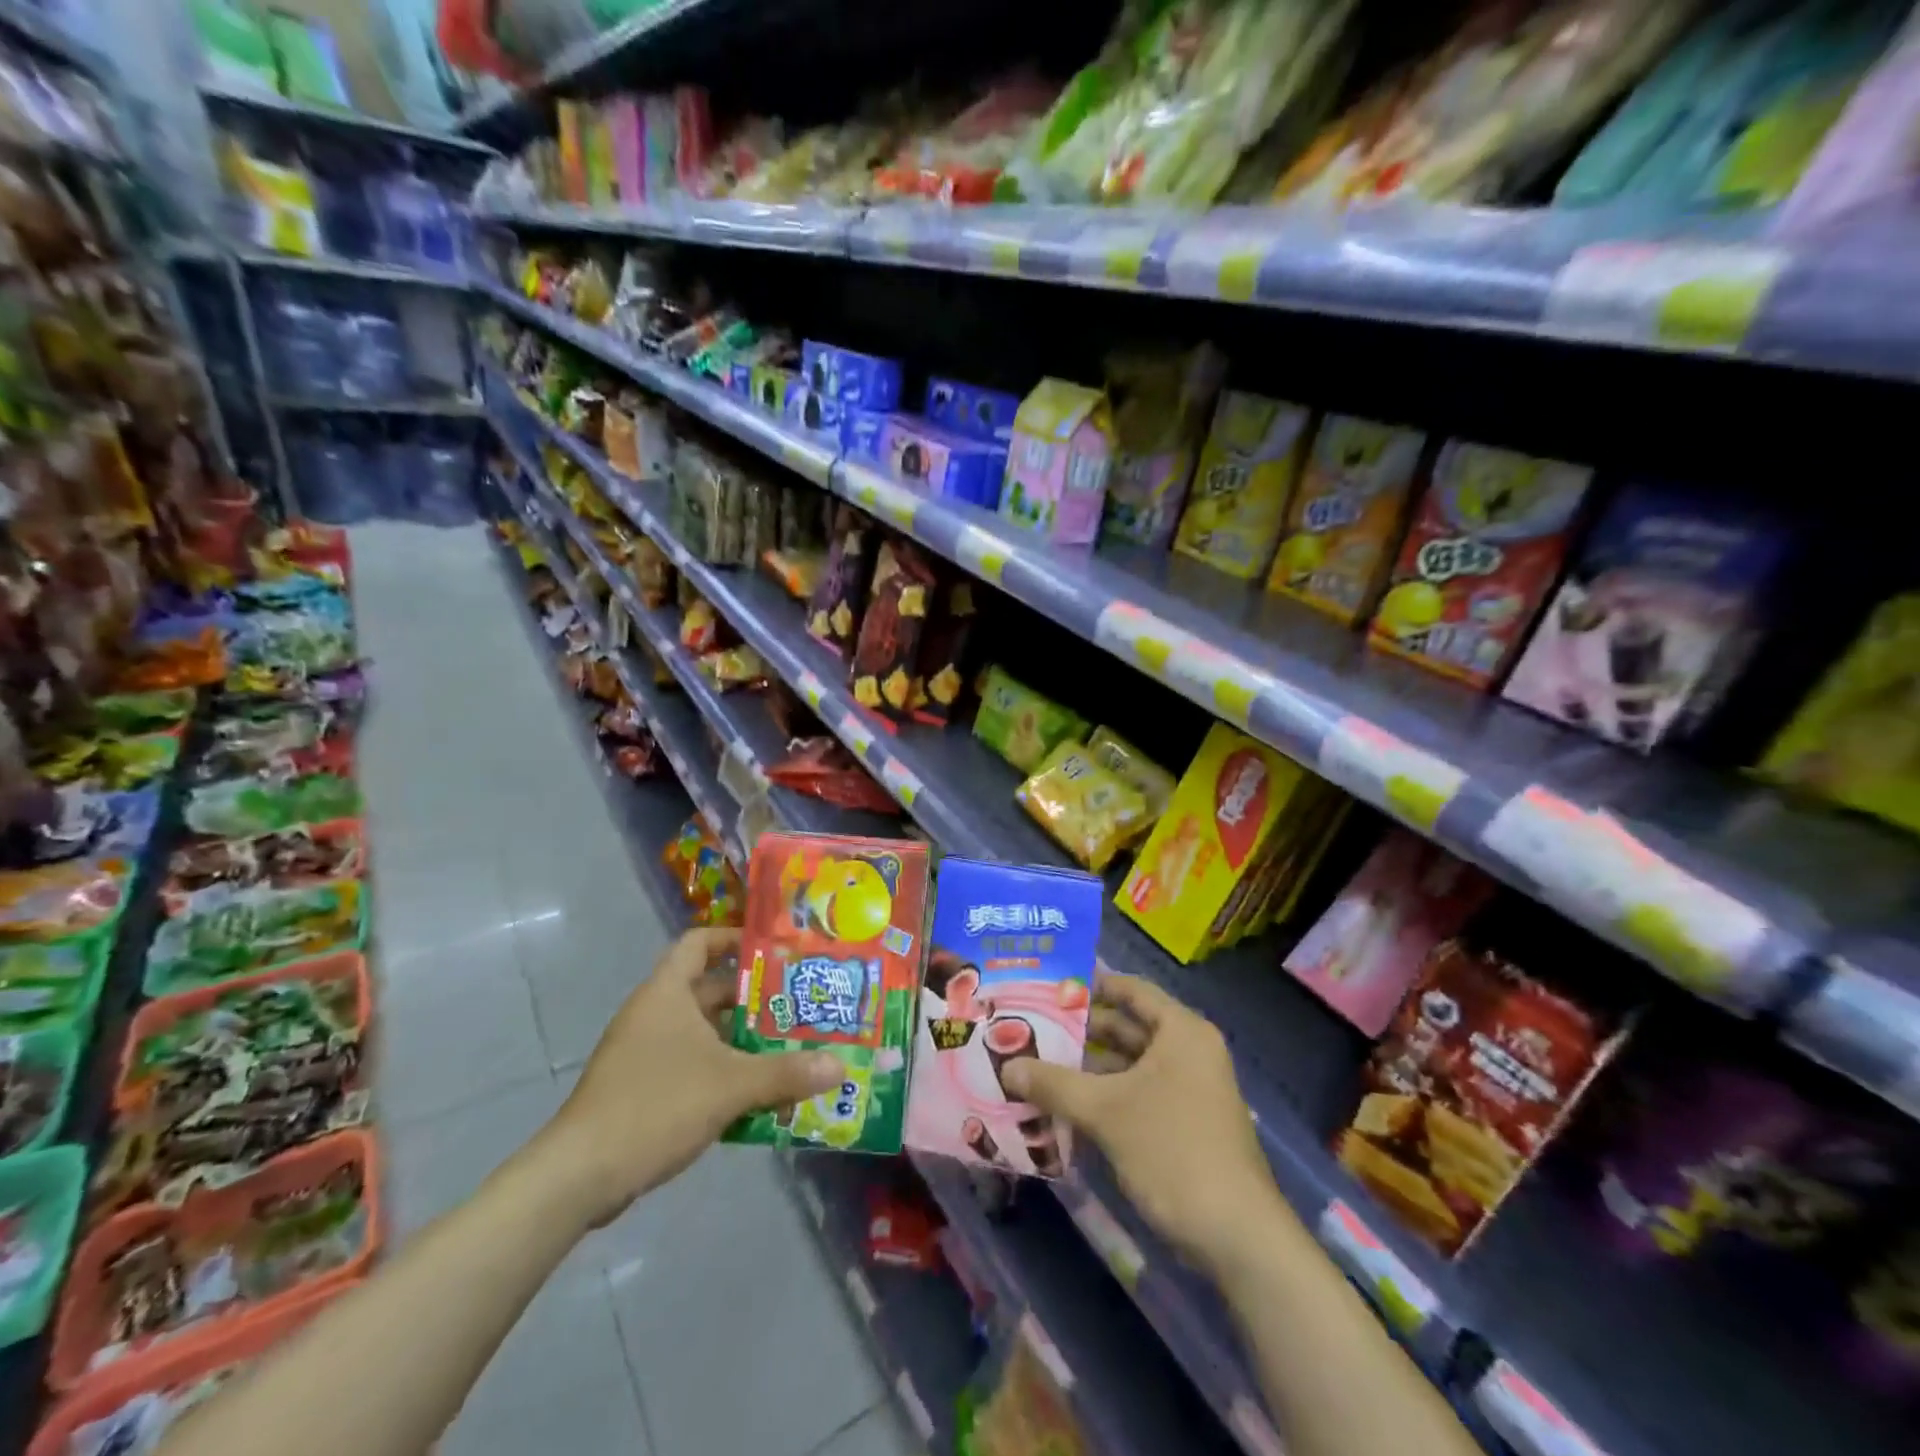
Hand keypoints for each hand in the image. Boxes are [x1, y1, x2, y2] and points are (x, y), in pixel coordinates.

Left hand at [534, 928, 843, 1227]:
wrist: (579, 1176)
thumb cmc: (655, 1105)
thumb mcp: (731, 1085)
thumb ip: (786, 1073)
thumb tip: (840, 1066)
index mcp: (667, 992)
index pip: (699, 942)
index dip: (733, 937)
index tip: (773, 949)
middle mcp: (654, 1013)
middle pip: (709, 989)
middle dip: (753, 998)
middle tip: (798, 1004)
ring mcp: (644, 1052)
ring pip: (703, 1032)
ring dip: (741, 1040)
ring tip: (788, 1048)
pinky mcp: (640, 1088)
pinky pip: (690, 1064)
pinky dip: (721, 1071)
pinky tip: (755, 1095)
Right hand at [1000, 975, 1284, 1274]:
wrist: (1238, 1237)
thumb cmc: (1173, 1150)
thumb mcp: (1106, 1111)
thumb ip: (1054, 1084)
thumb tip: (1007, 1066)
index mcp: (1180, 1031)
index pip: (1130, 989)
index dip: (1090, 985)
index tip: (1047, 987)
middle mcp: (1186, 1051)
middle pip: (1126, 1027)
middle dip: (1079, 1032)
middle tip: (1030, 1029)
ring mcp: (1187, 1090)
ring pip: (1127, 1066)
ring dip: (1087, 1070)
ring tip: (1037, 1067)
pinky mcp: (1182, 1124)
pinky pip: (1135, 1096)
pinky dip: (1103, 1098)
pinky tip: (1063, 1108)